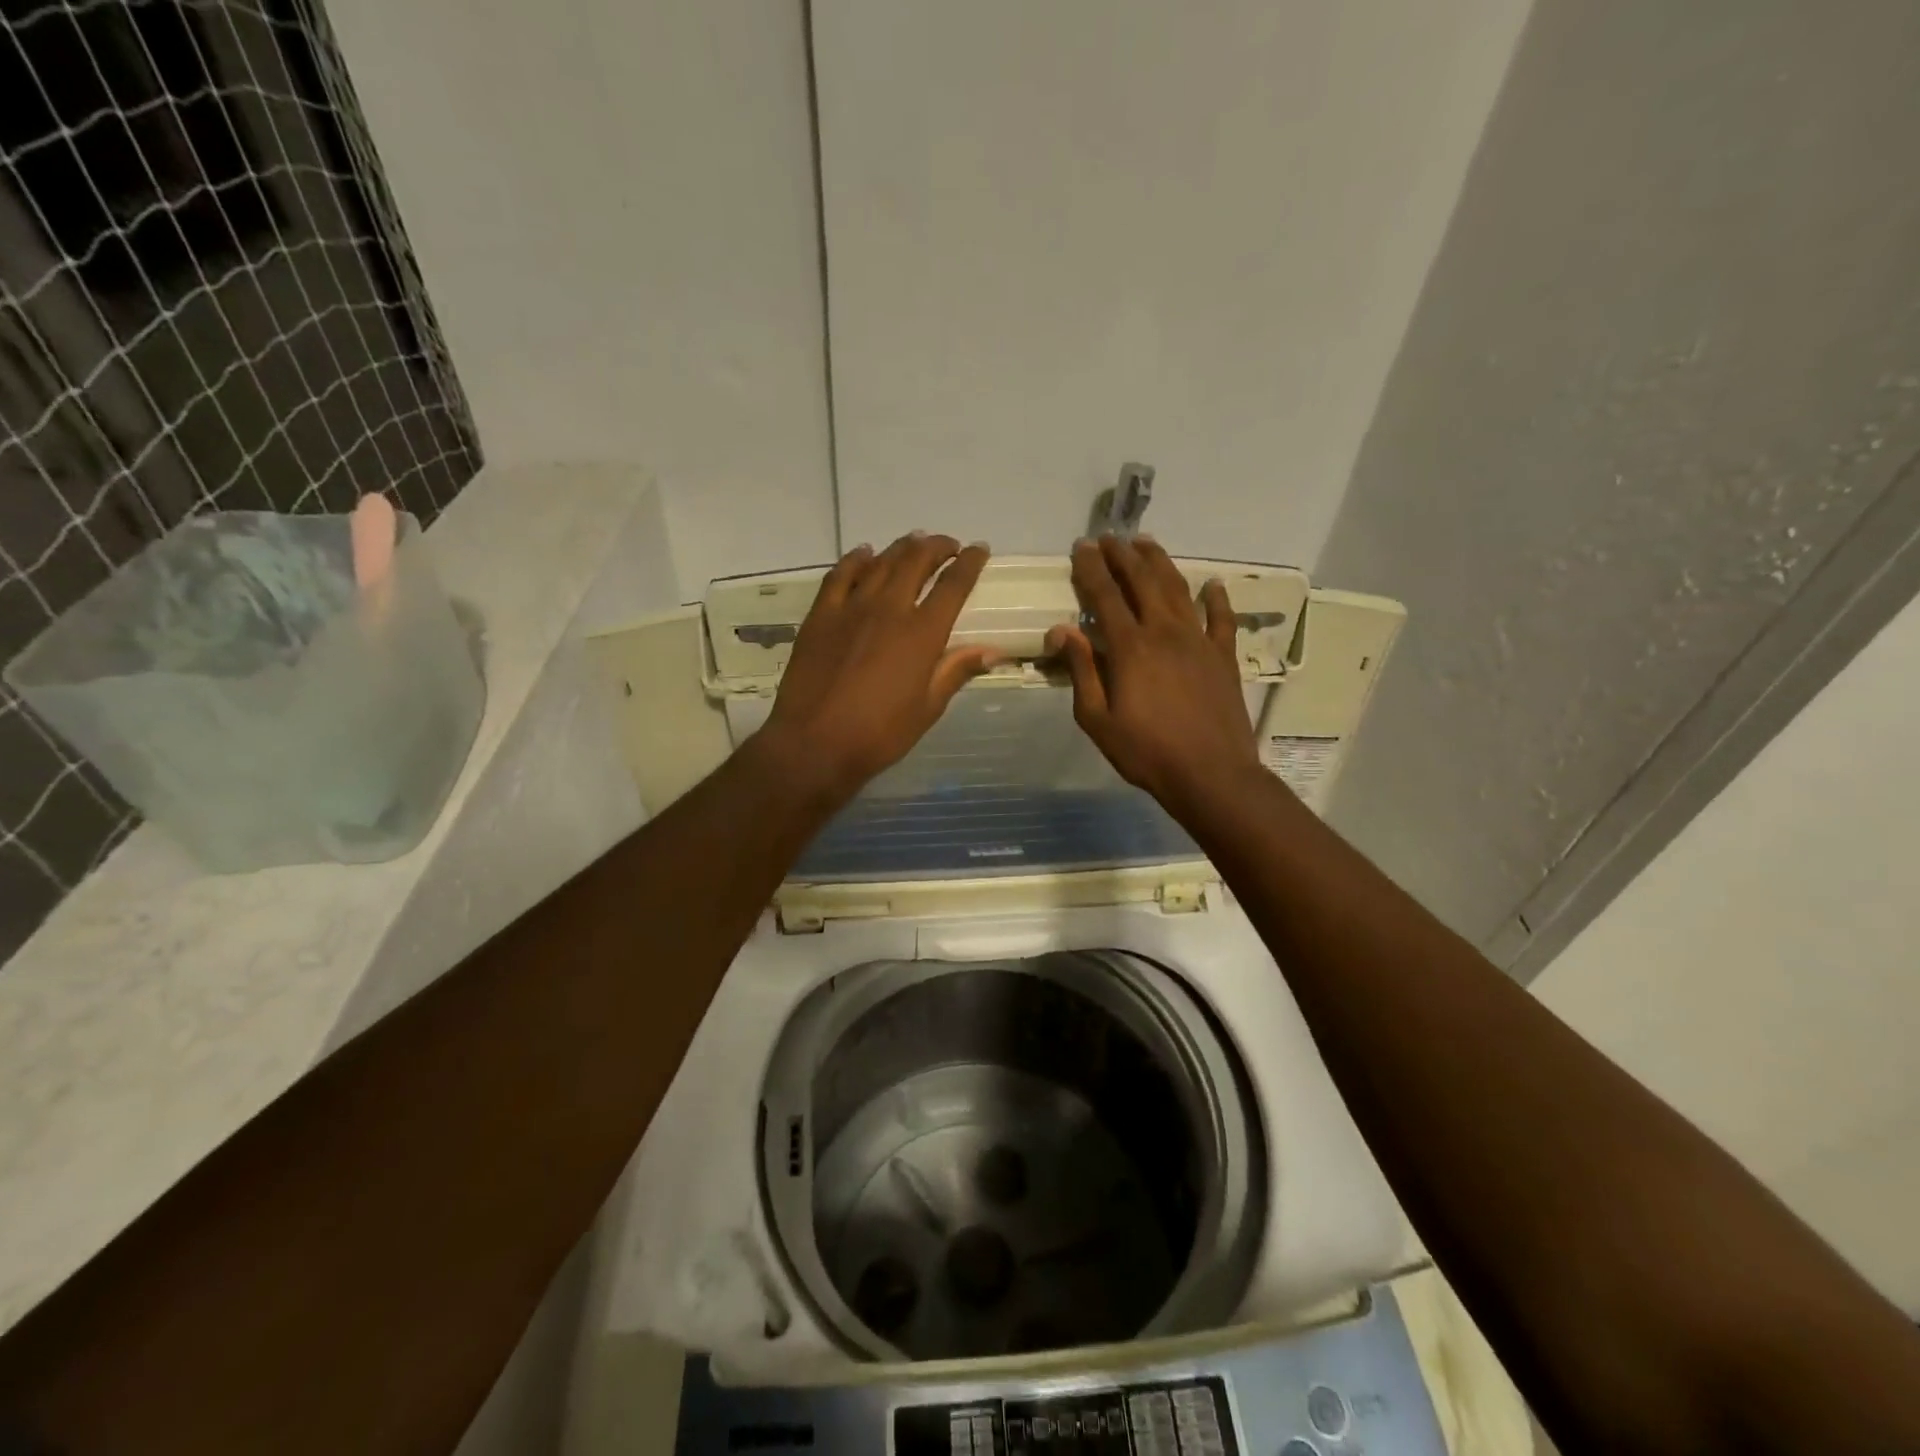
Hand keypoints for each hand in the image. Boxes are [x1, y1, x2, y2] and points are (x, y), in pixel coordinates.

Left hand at [757, 532, 1000, 805]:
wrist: (814, 743)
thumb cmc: (879, 734)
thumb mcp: (928, 708)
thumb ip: (956, 671)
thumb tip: (993, 651)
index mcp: (922, 634)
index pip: (953, 586)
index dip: (970, 563)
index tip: (980, 549)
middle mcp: (889, 609)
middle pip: (917, 562)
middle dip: (937, 547)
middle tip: (948, 546)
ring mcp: (851, 608)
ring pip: (881, 563)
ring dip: (901, 548)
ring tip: (914, 542)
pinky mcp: (820, 615)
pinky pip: (840, 575)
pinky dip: (856, 560)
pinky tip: (864, 554)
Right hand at [1046, 535, 1262, 814]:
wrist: (1211, 774)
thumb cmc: (1146, 751)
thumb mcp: (1097, 719)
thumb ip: (1081, 671)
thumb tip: (1061, 630)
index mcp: (1130, 647)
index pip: (1105, 596)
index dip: (1091, 569)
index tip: (1081, 547)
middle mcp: (1165, 632)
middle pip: (1142, 581)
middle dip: (1122, 556)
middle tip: (1109, 538)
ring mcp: (1199, 640)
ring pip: (1178, 589)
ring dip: (1159, 563)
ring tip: (1145, 543)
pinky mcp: (1224, 656)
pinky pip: (1222, 618)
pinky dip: (1217, 598)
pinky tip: (1213, 584)